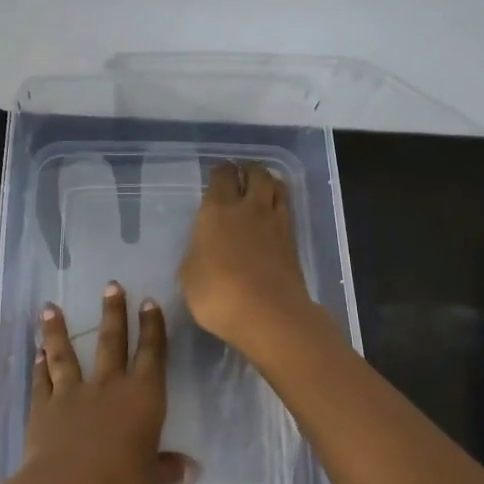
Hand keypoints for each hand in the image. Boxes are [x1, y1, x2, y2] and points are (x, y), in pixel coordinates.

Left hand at [8, 284, 192, 483]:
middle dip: (113, 313)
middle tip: (111, 286)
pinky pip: (41, 381)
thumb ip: (167, 468)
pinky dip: (38, 365)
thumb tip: (192, 470)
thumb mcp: (151, 481)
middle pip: (111, 341)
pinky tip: (36, 352)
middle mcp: (108, 386)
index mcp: (143, 397)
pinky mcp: (42, 409)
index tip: (149, 302)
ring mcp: (72, 394)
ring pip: (66, 354)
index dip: (152, 327)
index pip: (152, 354)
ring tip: (51, 307)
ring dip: (58, 330)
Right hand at [179, 162, 314, 351]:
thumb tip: (203, 247)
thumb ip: (197, 253)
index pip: (221, 177)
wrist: (268, 314)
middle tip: (243, 172)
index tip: (218, 171)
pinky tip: (274, 215)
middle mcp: (249, 208)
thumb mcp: (190, 275)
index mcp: (217, 210)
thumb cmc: (217, 293)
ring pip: (277, 188)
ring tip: (263, 186)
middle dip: (249, 169)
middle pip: (256, 175)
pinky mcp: (293, 242)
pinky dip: (280, 206)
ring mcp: (276, 223)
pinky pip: (287, 212)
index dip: (220, 171)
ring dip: (270, 182)